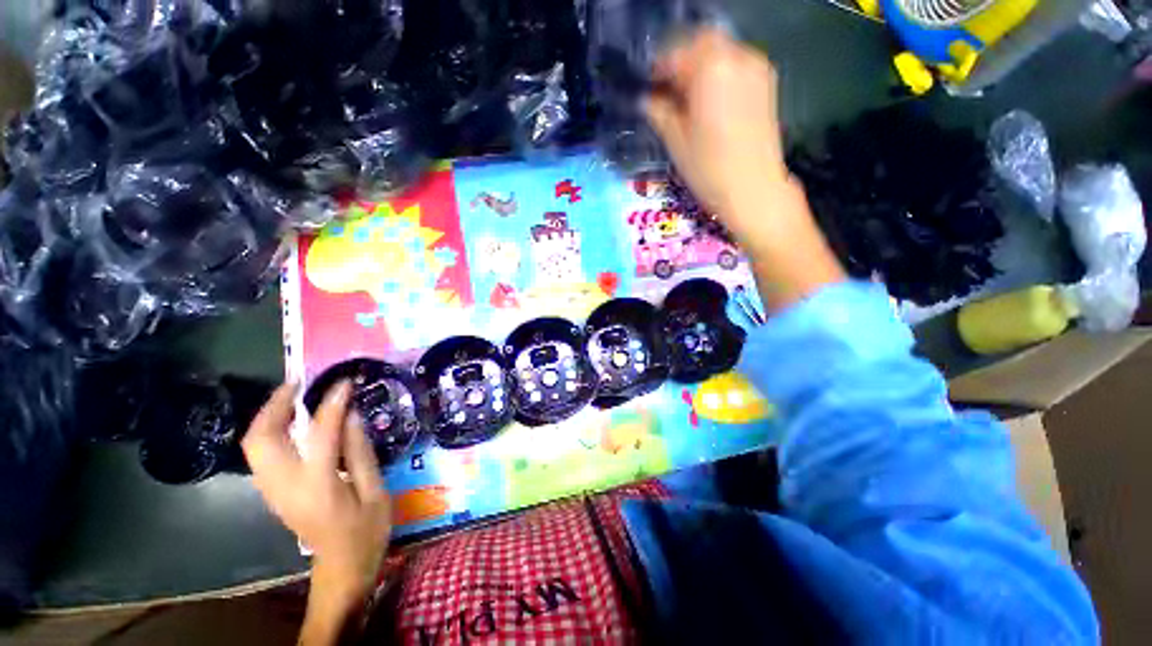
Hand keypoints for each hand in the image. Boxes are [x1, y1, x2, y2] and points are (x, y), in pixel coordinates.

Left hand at [243, 382, 391, 606]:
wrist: (341, 568)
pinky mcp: (272, 493)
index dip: (332, 403)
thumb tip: (352, 414)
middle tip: (300, 382)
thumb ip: (360, 452)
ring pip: (254, 445)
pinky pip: (261, 454)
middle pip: (262, 438)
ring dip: (270, 415)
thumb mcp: (375, 491)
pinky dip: (270, 431)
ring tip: (294, 395)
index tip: (344, 381)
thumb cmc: (366, 532)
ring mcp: (272, 491)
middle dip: (276, 404)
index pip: (320, 433)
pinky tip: (291, 421)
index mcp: (318, 486)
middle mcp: (284, 486)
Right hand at [645, 28, 844, 309]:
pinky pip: (736, 65)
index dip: (657, 69)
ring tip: (686, 98)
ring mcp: (757, 68)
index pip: (676, 53)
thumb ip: (659, 111)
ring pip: (721, 52)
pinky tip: (709, 101)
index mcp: (711, 68)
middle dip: (680, 62)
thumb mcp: (675, 141)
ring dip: (700, 67)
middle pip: (702, 43)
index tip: (647, 87)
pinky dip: (718, 74)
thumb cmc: (709, 169)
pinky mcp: (767, 83)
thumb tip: (647, 99)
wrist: (754, 190)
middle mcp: (738, 57)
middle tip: (666, 91)